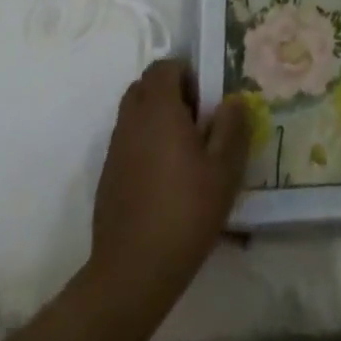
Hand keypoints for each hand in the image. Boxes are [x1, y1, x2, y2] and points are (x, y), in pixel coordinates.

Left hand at [87, 59, 249, 314]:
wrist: (131, 274)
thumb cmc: (184, 213)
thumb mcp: (224, 170)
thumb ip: (232, 127)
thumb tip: (233, 100)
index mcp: (158, 109)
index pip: (164, 67)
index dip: (186, 73)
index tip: (205, 100)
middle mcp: (131, 121)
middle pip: (145, 86)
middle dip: (170, 93)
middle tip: (196, 121)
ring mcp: (115, 150)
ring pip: (134, 115)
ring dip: (156, 120)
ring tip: (183, 153)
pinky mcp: (108, 178)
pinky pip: (127, 143)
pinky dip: (144, 146)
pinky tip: (164, 182)